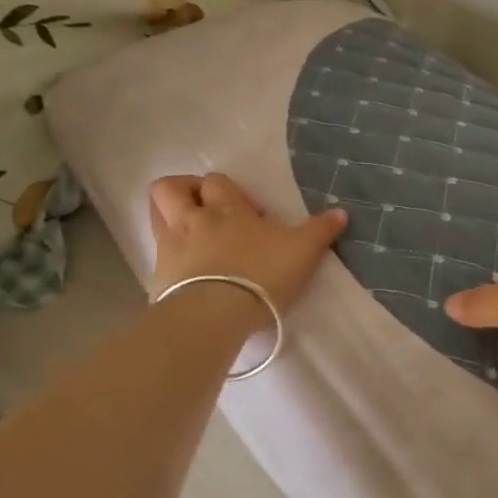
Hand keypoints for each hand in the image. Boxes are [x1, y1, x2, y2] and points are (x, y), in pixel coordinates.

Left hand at [148, 174, 346, 314]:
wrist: (216, 315)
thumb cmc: (262, 274)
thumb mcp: (303, 251)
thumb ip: (321, 230)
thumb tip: (341, 212)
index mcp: (226, 208)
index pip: (216, 182)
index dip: (230, 191)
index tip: (251, 214)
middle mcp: (193, 220)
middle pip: (171, 188)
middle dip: (186, 190)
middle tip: (208, 209)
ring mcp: (170, 248)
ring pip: (156, 215)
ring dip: (169, 216)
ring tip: (192, 233)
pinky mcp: (157, 278)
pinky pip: (157, 255)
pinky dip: (169, 256)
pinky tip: (186, 271)